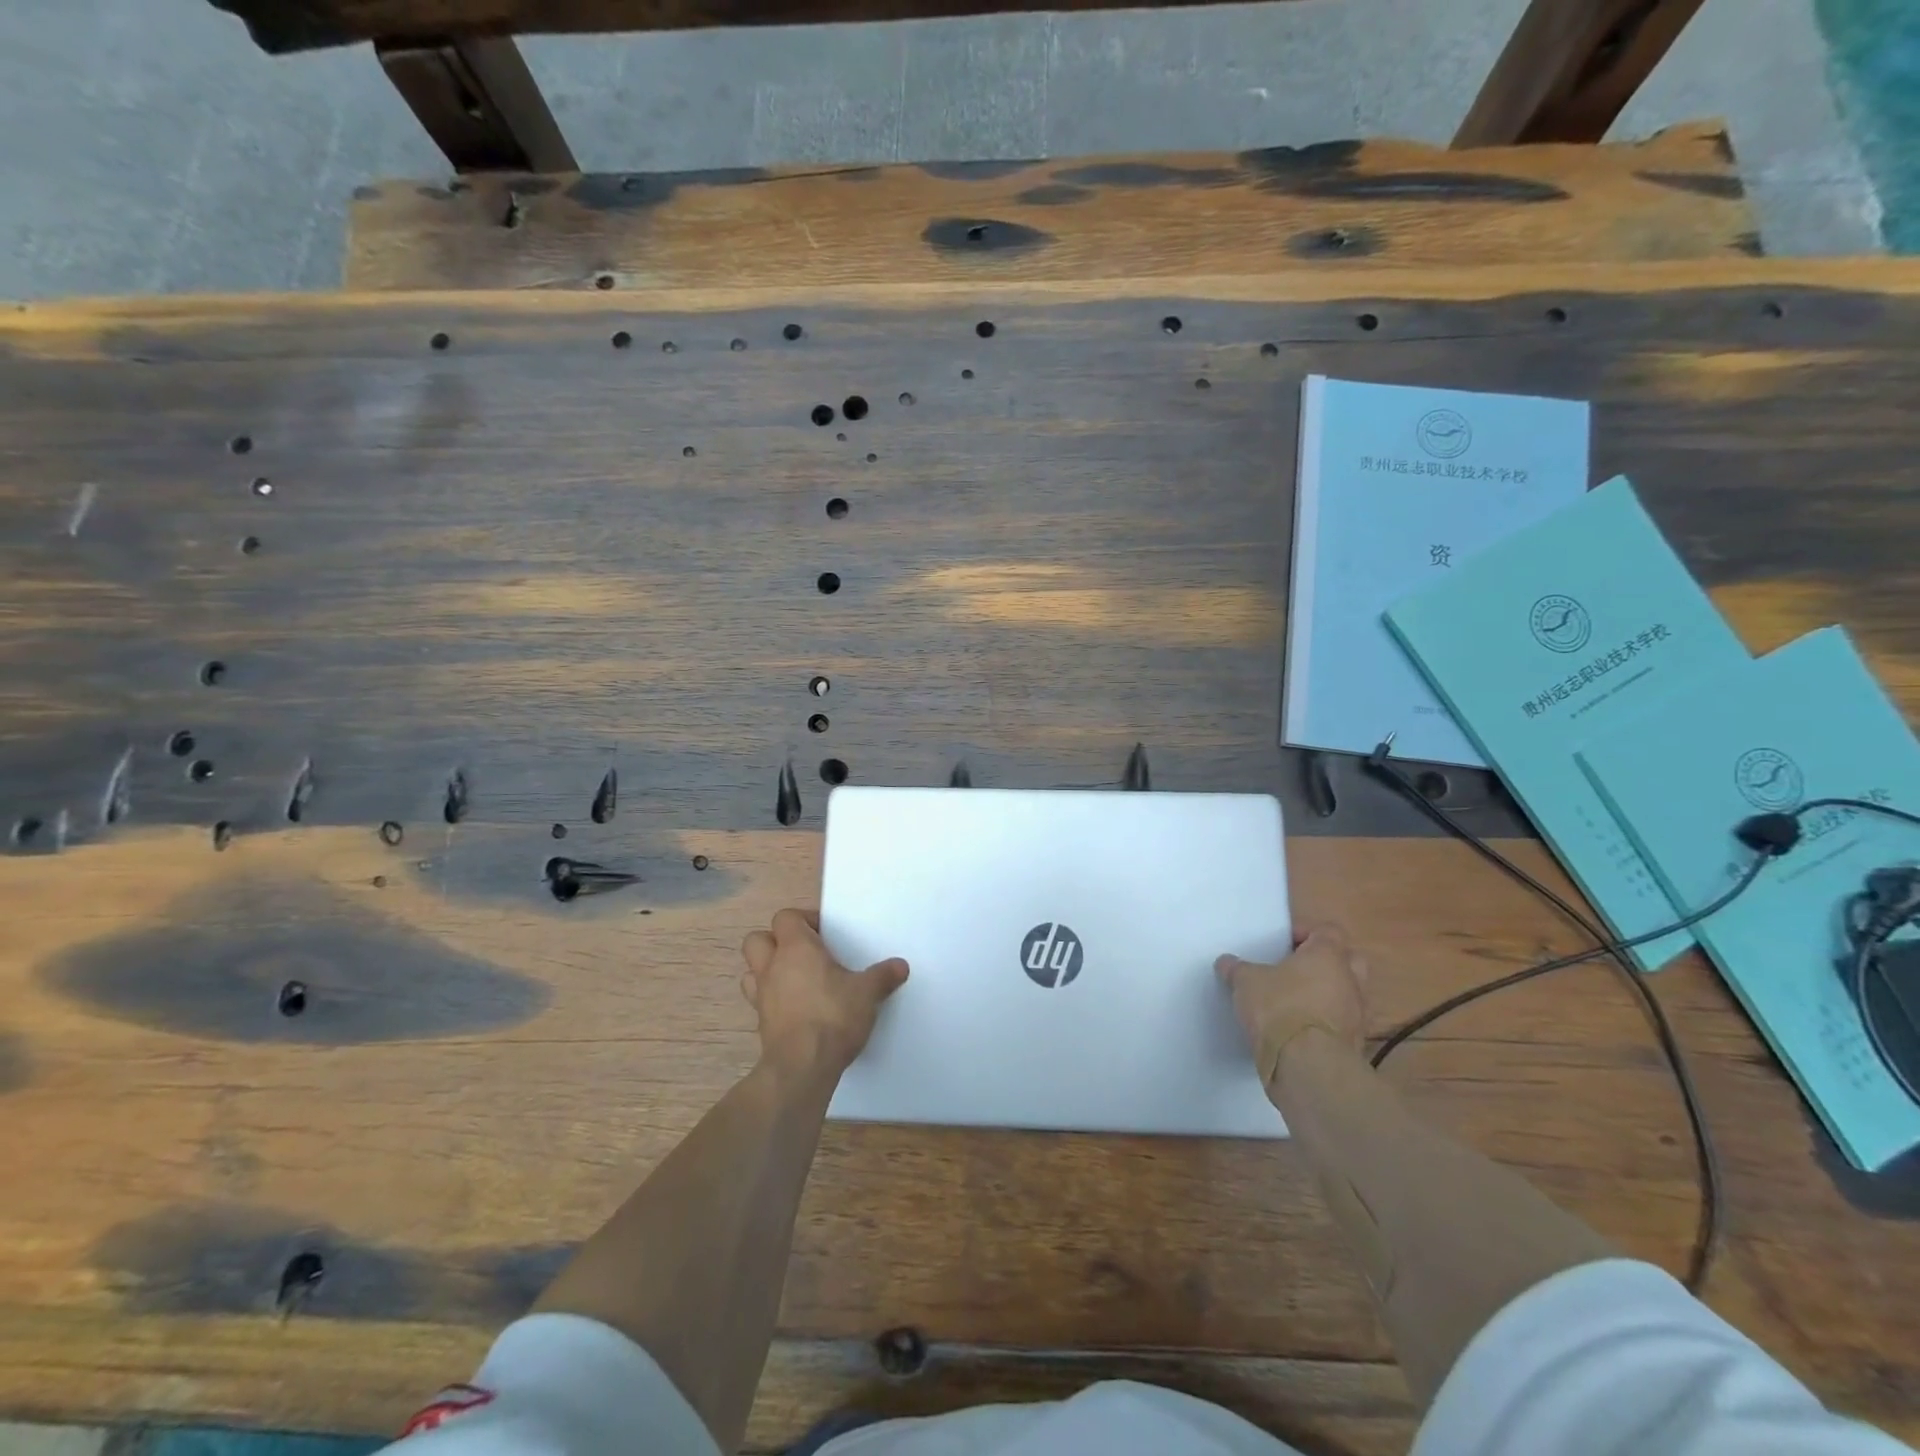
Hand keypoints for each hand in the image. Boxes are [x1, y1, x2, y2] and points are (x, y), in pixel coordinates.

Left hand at [740, 908, 908, 1079]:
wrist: (803, 1066)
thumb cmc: (833, 1016)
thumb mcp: (867, 993)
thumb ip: (883, 976)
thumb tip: (900, 966)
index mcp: (796, 948)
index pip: (785, 917)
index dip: (803, 920)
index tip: (825, 934)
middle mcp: (772, 966)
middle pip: (757, 939)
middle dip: (775, 941)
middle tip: (804, 953)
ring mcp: (762, 996)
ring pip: (751, 971)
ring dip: (767, 971)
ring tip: (794, 980)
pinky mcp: (761, 1023)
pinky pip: (759, 1001)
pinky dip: (772, 1000)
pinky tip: (795, 1009)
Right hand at [1217, 925, 1368, 1084]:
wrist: (1309, 1067)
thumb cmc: (1280, 1008)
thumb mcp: (1246, 982)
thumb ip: (1237, 969)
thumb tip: (1226, 963)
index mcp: (1328, 955)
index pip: (1328, 931)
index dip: (1305, 933)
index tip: (1282, 945)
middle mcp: (1350, 980)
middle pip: (1348, 960)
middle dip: (1326, 962)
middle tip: (1297, 970)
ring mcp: (1358, 1014)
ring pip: (1348, 993)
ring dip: (1328, 995)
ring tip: (1296, 1003)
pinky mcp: (1356, 1044)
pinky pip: (1342, 1022)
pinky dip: (1326, 1022)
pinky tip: (1300, 1030)